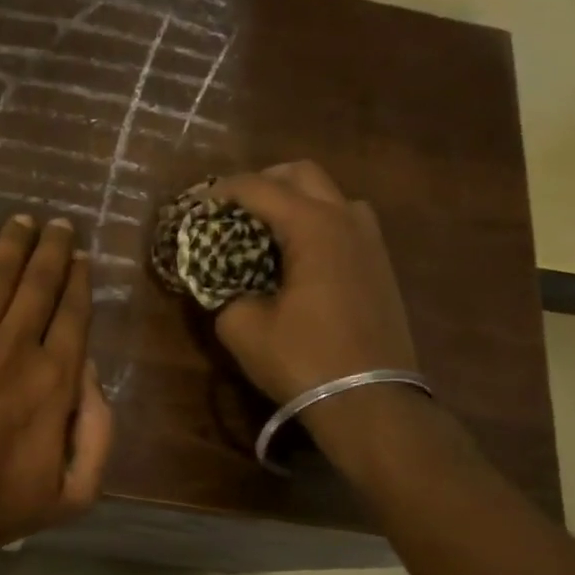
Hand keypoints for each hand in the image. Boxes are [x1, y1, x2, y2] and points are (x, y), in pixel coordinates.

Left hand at [0, 214, 113, 556]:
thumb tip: (94, 376)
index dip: (80, 281)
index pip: (75, 316)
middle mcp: (16, 349)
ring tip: (22, 219)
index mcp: (55, 382)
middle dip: (53, 249)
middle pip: (40, 285)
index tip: (82, 257)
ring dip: (13, 242)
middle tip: (59, 224)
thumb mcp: (72, 494)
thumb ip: (98, 435)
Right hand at [210, 160, 418, 405]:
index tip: (194, 205)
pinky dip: (314, 224)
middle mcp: (347, 220)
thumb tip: (222, 282)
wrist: (370, 401)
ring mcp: (371, 241)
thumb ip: (223, 292)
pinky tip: (295, 258)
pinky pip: (344, 223)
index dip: (220, 192)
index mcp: (313, 227)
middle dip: (261, 182)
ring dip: (294, 201)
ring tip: (264, 231)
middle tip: (231, 210)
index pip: (258, 188)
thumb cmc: (303, 359)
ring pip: (330, 195)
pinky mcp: (380, 266)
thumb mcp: (242, 327)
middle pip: (302, 174)